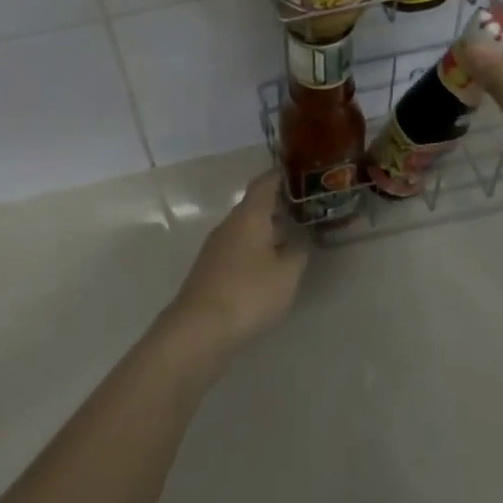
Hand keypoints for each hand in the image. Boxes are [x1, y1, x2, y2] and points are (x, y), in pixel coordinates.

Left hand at [161, 172, 307, 362]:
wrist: (198, 329)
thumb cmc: (248, 293)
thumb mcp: (286, 274)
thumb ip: (296, 254)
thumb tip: (295, 243)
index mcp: (248, 216)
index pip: (264, 183)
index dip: (280, 176)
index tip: (298, 174)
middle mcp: (229, 225)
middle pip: (254, 207)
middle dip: (278, 207)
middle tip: (304, 210)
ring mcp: (216, 248)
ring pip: (246, 230)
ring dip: (267, 231)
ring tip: (292, 239)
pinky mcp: (210, 271)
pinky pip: (238, 250)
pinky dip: (256, 251)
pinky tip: (269, 268)